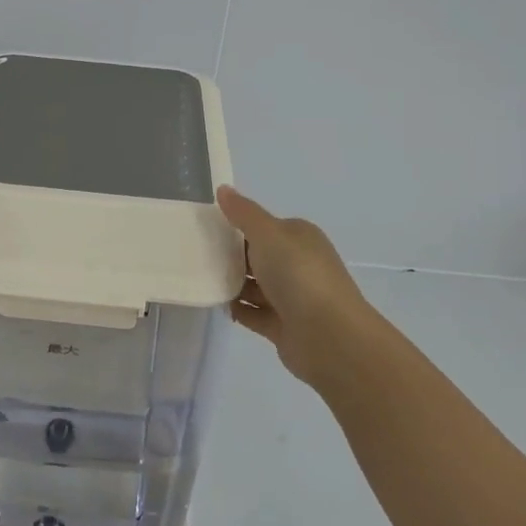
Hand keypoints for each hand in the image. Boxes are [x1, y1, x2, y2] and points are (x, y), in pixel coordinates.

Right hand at [218, 186, 376, 388]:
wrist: (329, 336)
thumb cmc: (299, 275)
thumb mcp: (268, 234)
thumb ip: (243, 213)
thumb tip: (223, 189)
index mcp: (299, 238)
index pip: (264, 227)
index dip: (237, 226)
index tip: (206, 229)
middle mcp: (298, 265)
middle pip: (258, 256)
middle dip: (230, 256)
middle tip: (196, 254)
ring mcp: (292, 298)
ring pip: (256, 286)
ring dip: (232, 283)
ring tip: (200, 279)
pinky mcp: (284, 326)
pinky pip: (255, 314)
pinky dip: (239, 309)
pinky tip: (218, 305)